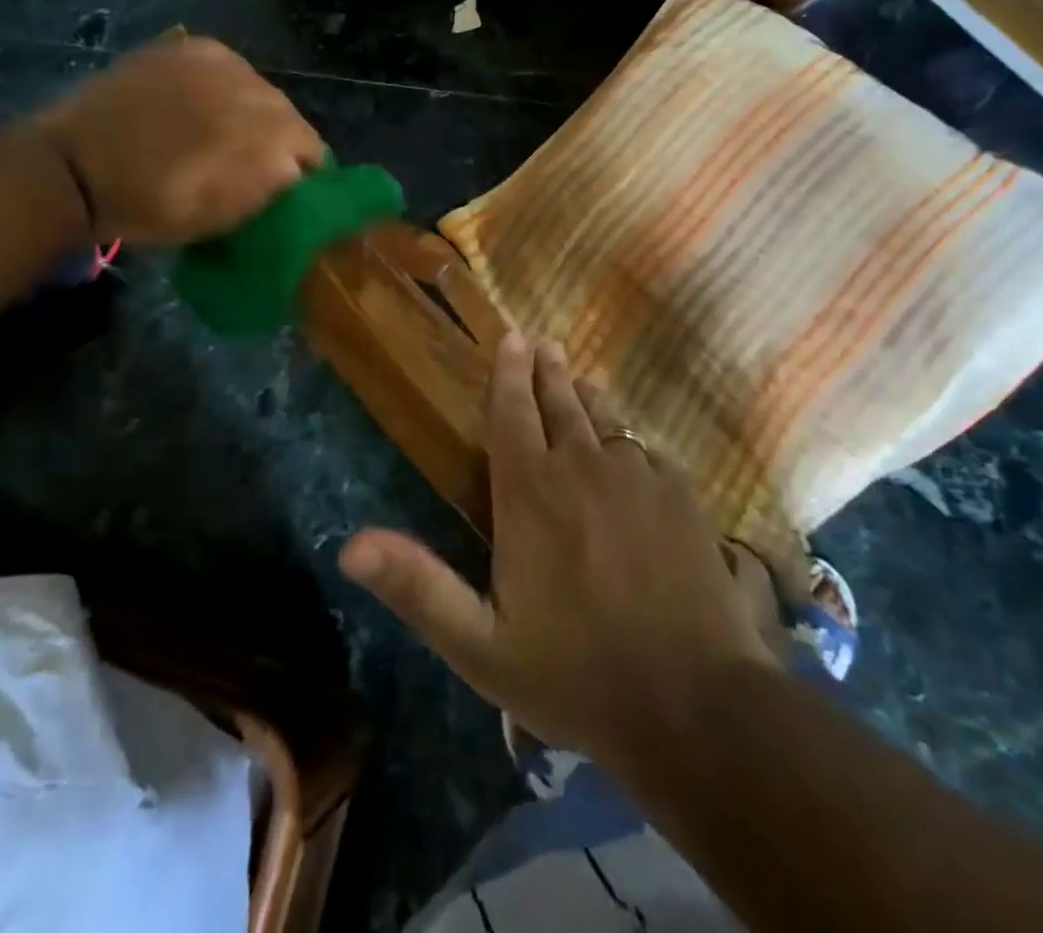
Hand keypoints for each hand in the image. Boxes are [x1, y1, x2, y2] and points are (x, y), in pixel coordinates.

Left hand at [28, 36, 323, 245]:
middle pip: (289, 115)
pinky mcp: (192, 47)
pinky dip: (223, 83)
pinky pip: (228, 66)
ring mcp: (224, 65)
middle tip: (248, 160)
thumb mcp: (222, 217)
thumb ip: (269, 190)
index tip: (283, 187)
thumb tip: (293, 172)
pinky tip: (197, 101)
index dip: (301, 171)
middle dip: (277, 138)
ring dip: (250, 109)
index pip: (313, 151)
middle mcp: (258, 95)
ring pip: (260, 88)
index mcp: (269, 142)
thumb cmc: (151, 207)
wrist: (75, 167)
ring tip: (218, 128)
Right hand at [340, 334, 773, 771]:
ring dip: (589, 398)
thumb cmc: (576, 675)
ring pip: (607, 420)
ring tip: (583, 380)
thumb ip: (417, 587)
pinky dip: (632, 441)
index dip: (509, 373)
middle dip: (549, 372)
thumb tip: (349, 546)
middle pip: (562, 405)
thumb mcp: (481, 646)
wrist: (693, 704)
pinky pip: (649, 451)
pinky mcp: (682, 495)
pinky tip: (633, 449)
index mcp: (530, 493)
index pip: (512, 413)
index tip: (513, 338)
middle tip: (546, 344)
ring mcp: (638, 476)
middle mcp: (582, 467)